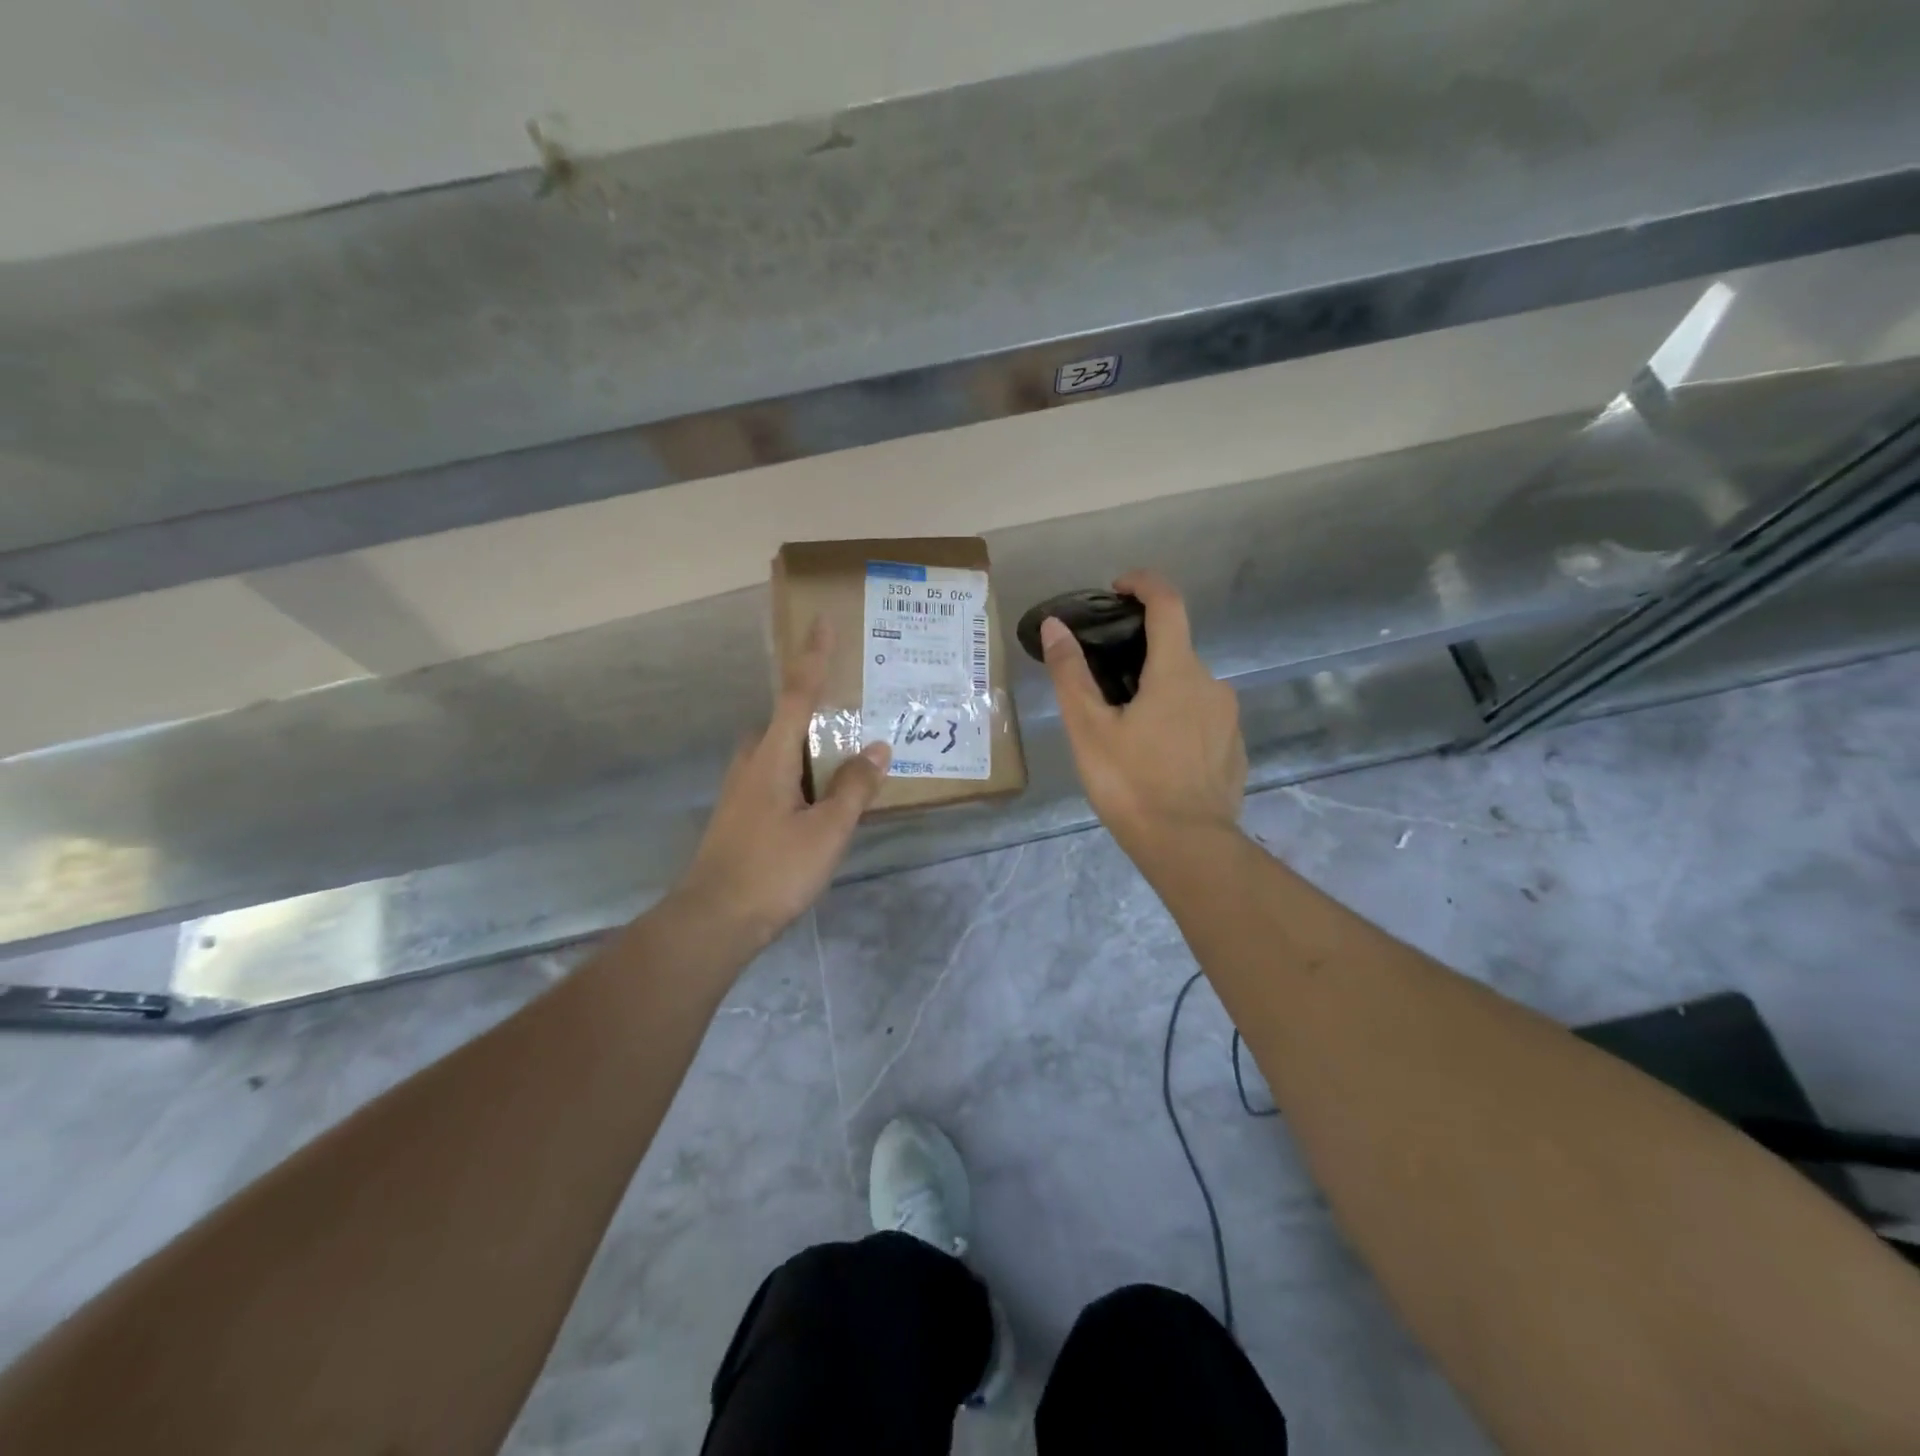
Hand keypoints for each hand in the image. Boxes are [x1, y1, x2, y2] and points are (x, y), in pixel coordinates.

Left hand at [675, 618, 889, 950]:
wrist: (713, 921)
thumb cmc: (773, 871)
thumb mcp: (827, 831)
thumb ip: (853, 788)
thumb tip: (877, 749)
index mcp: (771, 757)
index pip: (796, 695)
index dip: (813, 659)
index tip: (822, 623)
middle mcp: (751, 763)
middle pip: (784, 720)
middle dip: (814, 707)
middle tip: (852, 708)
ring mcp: (741, 790)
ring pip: (779, 751)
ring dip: (809, 745)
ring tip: (845, 754)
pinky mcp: (740, 814)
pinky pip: (776, 776)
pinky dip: (801, 772)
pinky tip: (822, 796)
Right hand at [1041, 570, 1245, 852]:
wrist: (1188, 846)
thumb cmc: (1131, 783)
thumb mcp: (1089, 729)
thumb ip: (1071, 673)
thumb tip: (1055, 626)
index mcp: (1178, 672)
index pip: (1168, 603)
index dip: (1144, 584)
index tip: (1118, 587)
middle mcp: (1212, 684)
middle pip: (1175, 650)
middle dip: (1140, 654)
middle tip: (1103, 683)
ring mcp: (1228, 718)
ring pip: (1188, 688)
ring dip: (1158, 691)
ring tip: (1125, 727)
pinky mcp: (1234, 748)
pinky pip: (1201, 718)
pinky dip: (1177, 720)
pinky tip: (1155, 755)